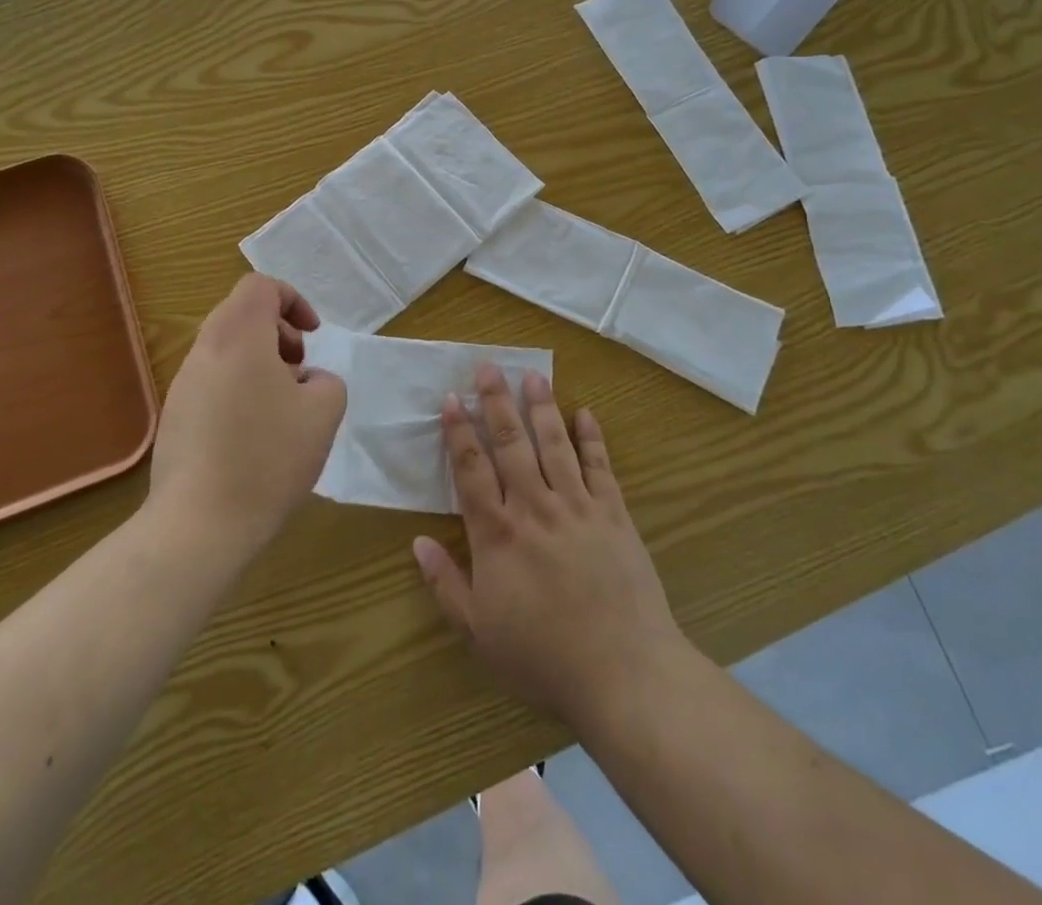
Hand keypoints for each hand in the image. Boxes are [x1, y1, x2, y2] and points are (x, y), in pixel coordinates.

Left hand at [147, 274, 347, 555]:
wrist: (199, 525)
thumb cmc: (268, 458)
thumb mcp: (324, 412)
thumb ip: (326, 380)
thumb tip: (305, 380)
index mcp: (238, 337)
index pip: (260, 286)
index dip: (293, 300)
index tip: (312, 336)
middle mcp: (205, 351)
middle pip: (241, 315)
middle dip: (279, 333)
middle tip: (300, 370)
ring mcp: (183, 384)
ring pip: (226, 350)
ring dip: (260, 363)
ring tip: (282, 408)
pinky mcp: (174, 417)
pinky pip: (213, 383)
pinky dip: (239, 389)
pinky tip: (255, 437)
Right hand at [412, 367, 686, 727]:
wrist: (624, 674)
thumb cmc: (543, 658)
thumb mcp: (479, 633)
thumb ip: (446, 584)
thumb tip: (417, 541)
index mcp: (498, 534)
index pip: (471, 470)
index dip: (459, 432)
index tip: (450, 399)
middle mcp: (535, 508)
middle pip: (511, 444)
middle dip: (496, 402)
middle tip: (488, 366)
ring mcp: (578, 508)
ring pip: (554, 445)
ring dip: (541, 407)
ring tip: (532, 375)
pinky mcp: (614, 515)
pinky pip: (600, 467)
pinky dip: (592, 438)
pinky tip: (585, 413)